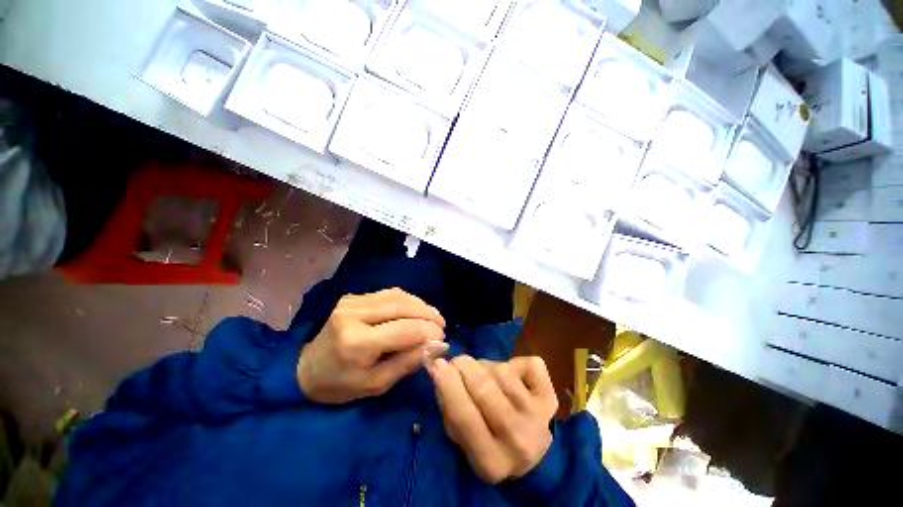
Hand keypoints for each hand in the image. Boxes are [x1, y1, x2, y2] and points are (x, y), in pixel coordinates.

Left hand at [297, 288, 447, 403]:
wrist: (306, 368)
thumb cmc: (341, 385)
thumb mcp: (376, 384)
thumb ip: (408, 362)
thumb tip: (438, 346)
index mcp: (356, 342)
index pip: (405, 330)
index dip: (429, 332)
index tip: (443, 340)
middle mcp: (354, 314)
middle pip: (403, 306)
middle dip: (428, 314)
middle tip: (442, 325)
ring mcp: (352, 301)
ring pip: (398, 295)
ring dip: (420, 305)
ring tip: (433, 317)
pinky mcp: (354, 296)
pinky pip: (389, 293)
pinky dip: (408, 300)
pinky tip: (416, 310)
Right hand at [427, 355, 558, 483]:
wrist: (533, 454)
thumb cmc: (488, 443)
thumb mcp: (461, 439)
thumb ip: (448, 406)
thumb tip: (439, 368)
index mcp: (491, 462)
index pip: (464, 416)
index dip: (447, 384)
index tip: (437, 364)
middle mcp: (519, 441)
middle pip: (484, 388)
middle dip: (464, 366)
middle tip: (457, 363)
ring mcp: (539, 418)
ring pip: (503, 371)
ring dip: (488, 366)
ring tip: (486, 376)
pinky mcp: (552, 397)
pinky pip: (528, 364)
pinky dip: (516, 364)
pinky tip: (514, 378)